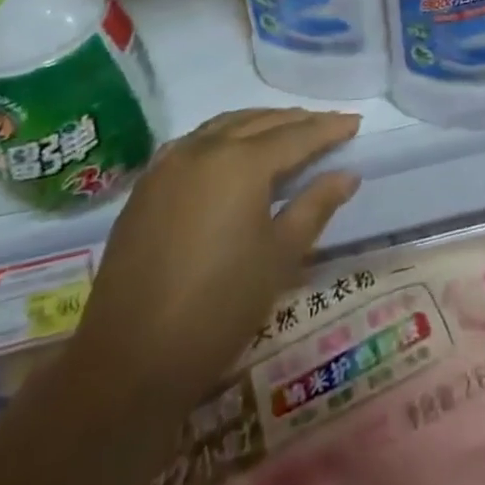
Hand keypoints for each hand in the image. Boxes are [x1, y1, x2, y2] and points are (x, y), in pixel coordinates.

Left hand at [71, 109, 360, 413]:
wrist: (129, 362)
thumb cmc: (219, 308)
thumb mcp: (280, 256)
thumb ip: (315, 205)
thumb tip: (347, 174)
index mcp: (241, 162)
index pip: (297, 135)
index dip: (329, 128)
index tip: (355, 122)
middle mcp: (204, 149)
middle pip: (260, 122)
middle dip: (297, 122)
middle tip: (327, 126)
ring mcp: (169, 164)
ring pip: (224, 125)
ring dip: (259, 123)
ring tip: (286, 131)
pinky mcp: (146, 187)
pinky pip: (194, 142)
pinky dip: (223, 136)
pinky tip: (231, 151)